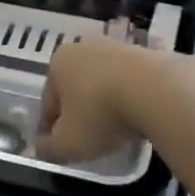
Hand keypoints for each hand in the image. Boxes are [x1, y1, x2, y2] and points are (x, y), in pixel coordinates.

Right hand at [34, 39, 149, 162]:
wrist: (155, 90)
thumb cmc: (100, 114)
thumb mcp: (68, 143)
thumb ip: (49, 148)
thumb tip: (39, 148)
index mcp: (59, 62)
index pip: (48, 101)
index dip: (50, 127)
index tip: (56, 146)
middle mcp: (84, 47)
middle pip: (75, 86)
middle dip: (78, 110)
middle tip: (85, 138)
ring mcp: (116, 47)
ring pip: (103, 81)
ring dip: (104, 101)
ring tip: (114, 129)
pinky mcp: (145, 53)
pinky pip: (130, 81)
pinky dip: (129, 97)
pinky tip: (136, 116)